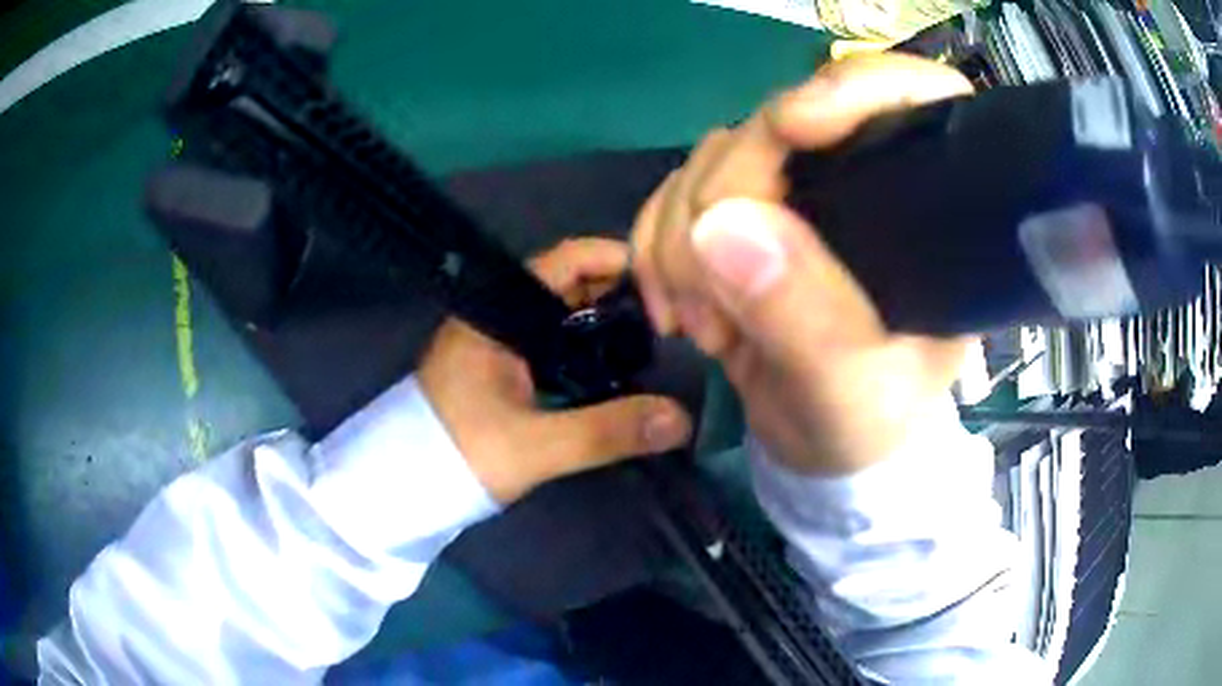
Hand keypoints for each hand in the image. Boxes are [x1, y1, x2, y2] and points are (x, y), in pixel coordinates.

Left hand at [418, 238, 692, 502]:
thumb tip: (681, 419)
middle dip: (618, 294)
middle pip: (567, 284)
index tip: (666, 280)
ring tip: (652, 342)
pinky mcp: (498, 368)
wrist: (403, 487)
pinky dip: (583, 349)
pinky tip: (612, 369)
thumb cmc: (457, 454)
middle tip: (671, 317)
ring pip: (560, 316)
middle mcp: (496, 315)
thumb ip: (606, 432)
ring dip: (601, 323)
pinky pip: (551, 344)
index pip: (565, 259)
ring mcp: (496, 341)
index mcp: (496, 312)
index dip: (616, 259)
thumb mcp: (534, 446)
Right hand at [631, 54, 973, 474]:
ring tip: (704, 326)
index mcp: (925, 211)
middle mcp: (862, 181)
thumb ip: (805, 316)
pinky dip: (656, 245)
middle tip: (714, 307)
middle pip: (774, 126)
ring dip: (681, 239)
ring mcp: (798, 193)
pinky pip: (676, 193)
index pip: (907, 97)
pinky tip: (673, 305)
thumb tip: (720, 225)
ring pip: (713, 159)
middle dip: (724, 204)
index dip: (848, 88)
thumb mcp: (851, 391)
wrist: (824, 446)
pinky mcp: (745, 213)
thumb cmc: (869, 423)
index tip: (793, 128)